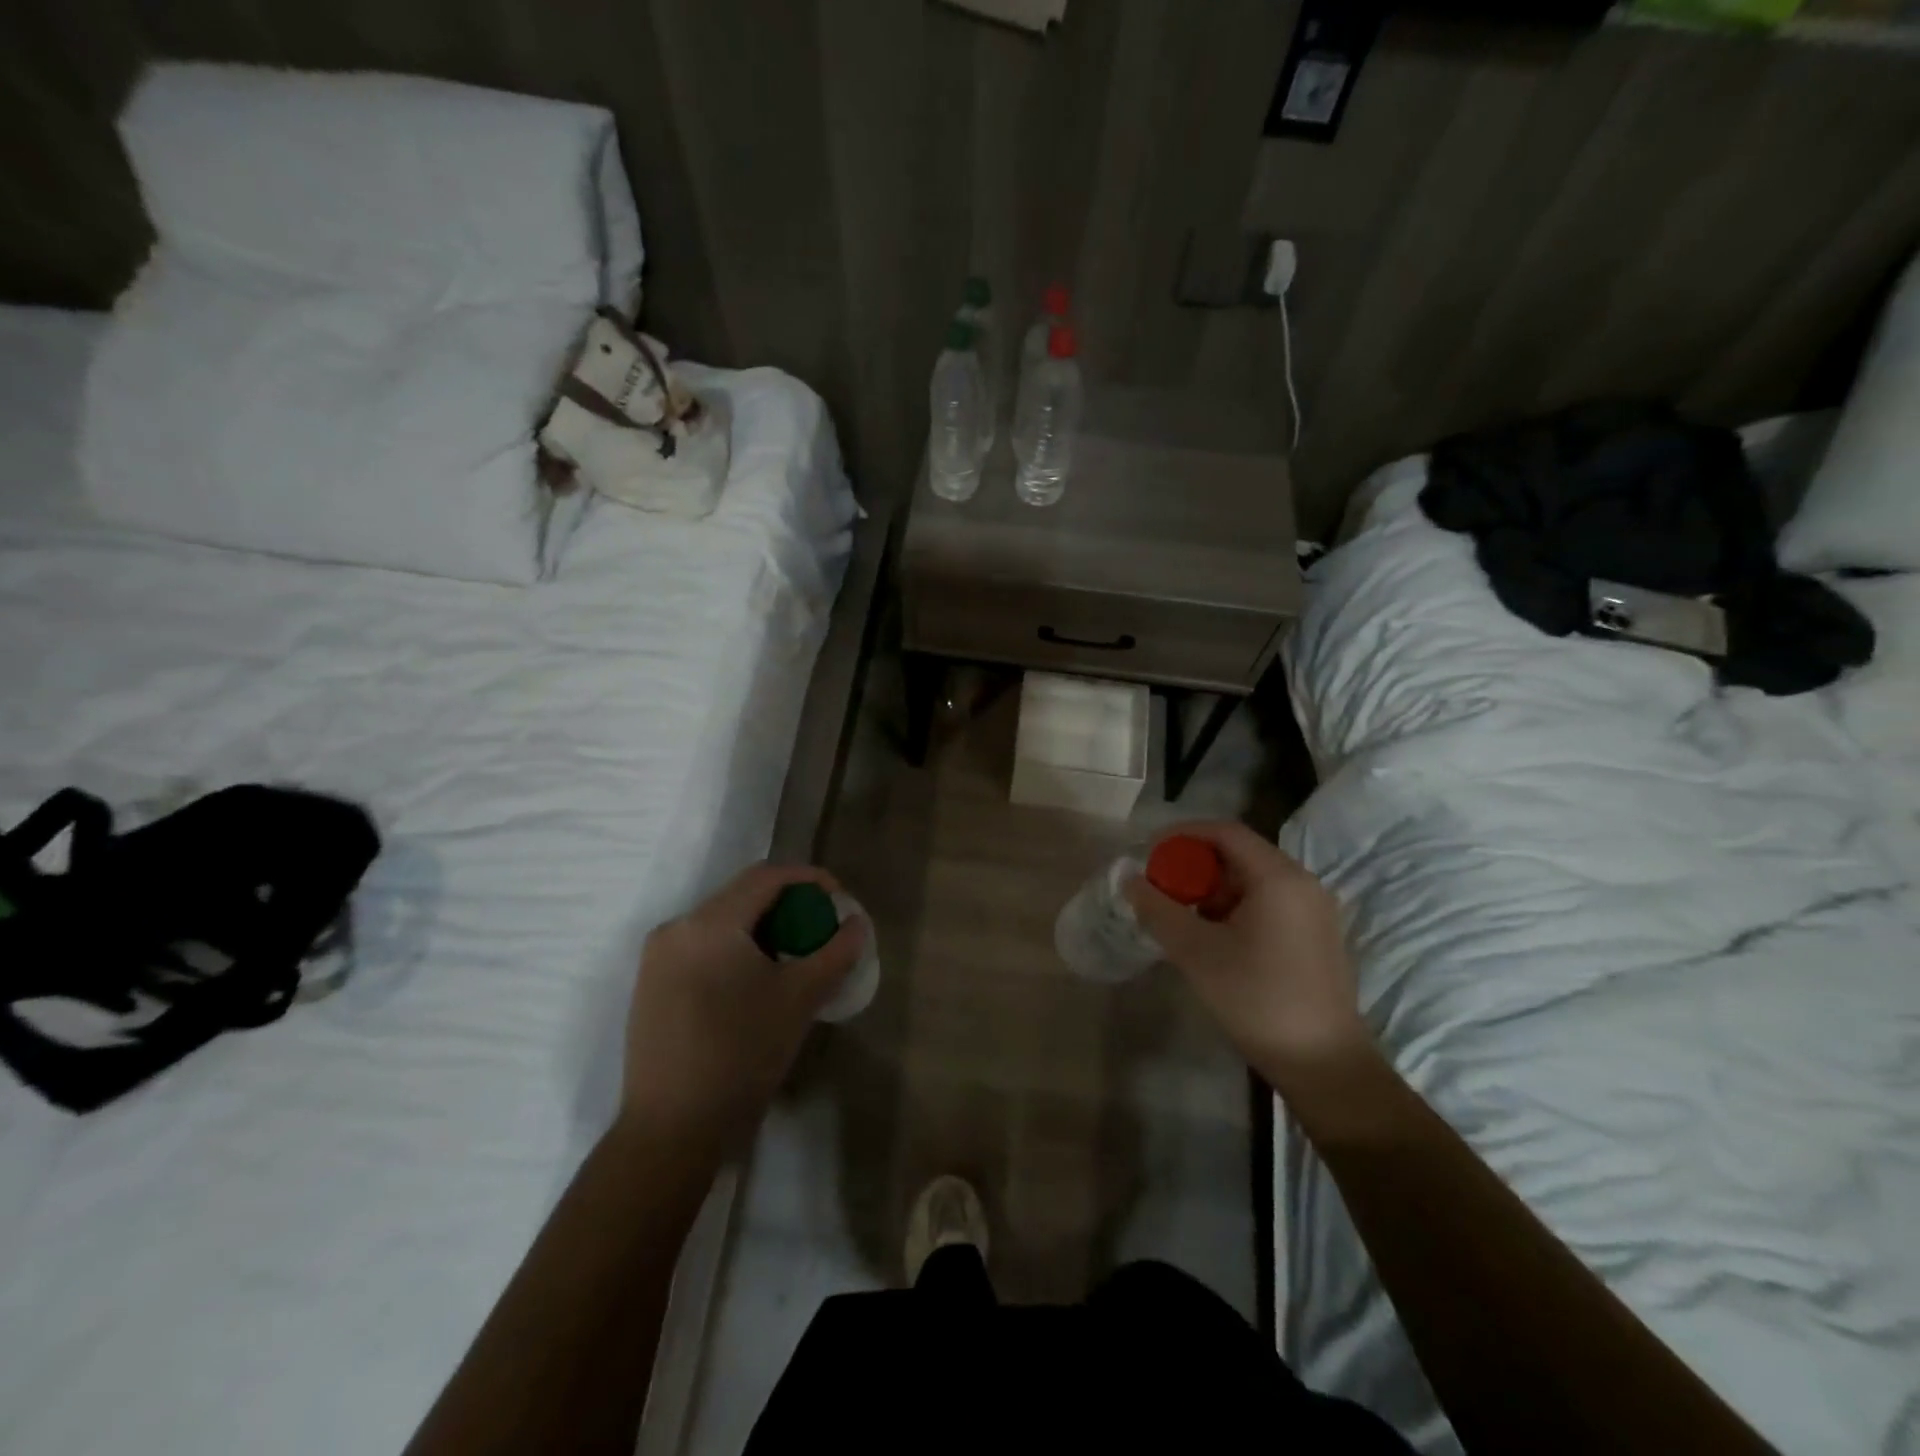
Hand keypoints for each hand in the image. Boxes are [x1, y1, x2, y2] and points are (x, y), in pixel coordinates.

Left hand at [619, 863, 864, 1150]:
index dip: (808, 878)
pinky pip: (702, 947)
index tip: (837, 898)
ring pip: (721, 922)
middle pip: (741, 896)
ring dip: (761, 928)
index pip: (766, 876)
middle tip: (818, 930)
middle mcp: (676, 928)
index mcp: (709, 923)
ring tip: (791, 957)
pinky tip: (754, 982)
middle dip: (786, 905)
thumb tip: (857, 923)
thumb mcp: (800, 999)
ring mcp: (657, 958)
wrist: (671, 1129)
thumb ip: (835, 952)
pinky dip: (735, 948)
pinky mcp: (650, 985)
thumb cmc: (740, 1054)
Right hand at [1125, 821, 1369, 1084]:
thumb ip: (1158, 910)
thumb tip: (1129, 880)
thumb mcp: (1196, 952)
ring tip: (1183, 918)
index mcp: (1279, 877)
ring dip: (1213, 890)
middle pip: (1240, 854)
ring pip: (1253, 880)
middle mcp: (1303, 883)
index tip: (1150, 852)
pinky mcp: (1317, 935)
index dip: (1183, 835)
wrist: (1323, 1064)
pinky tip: (1214, 939)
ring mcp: (1314, 910)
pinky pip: (1269, 903)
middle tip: (1162, 890)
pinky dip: (1235, 908)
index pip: (1225, 832)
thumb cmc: (1257, 999)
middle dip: (1195, 866)